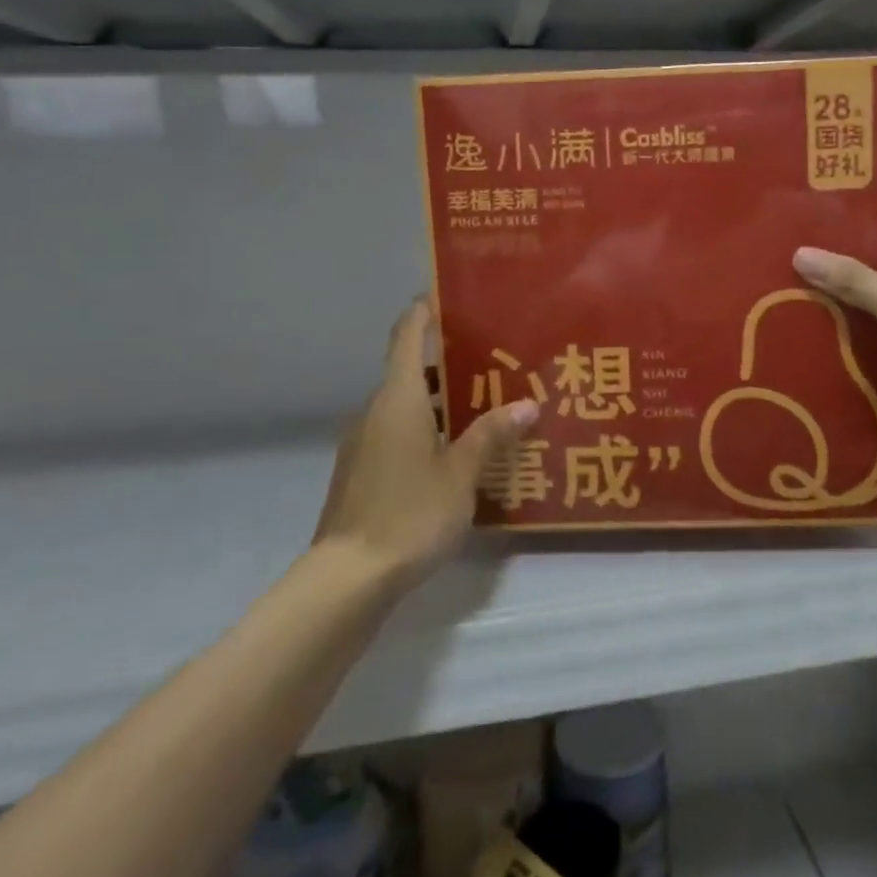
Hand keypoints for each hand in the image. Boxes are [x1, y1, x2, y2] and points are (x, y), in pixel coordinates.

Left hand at [314, 299, 538, 574]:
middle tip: (492, 363)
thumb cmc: (410, 512)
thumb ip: (492, 435)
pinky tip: (455, 455)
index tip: (445, 296)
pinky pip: (397, 436)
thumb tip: (528, 403)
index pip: (406, 337)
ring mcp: (363, 444)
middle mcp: (375, 412)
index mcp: (398, 400)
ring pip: (405, 408)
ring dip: (439, 403)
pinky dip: (425, 432)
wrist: (347, 579)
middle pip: (409, 373)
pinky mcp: (360, 474)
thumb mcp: (461, 473)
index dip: (422, 312)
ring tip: (483, 409)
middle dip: (447, 365)